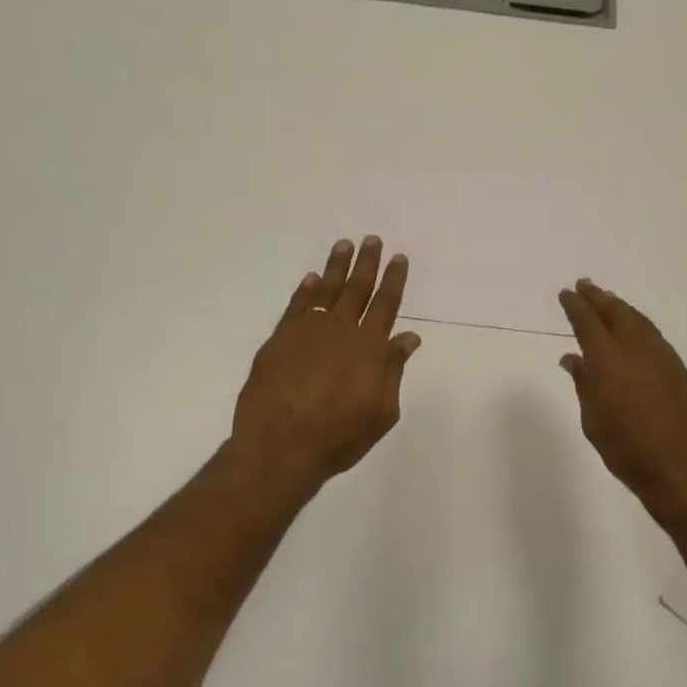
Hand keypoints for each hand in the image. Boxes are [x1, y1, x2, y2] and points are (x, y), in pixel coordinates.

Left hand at [231, 237, 420, 496]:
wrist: (281, 446)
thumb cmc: (339, 437)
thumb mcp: (381, 411)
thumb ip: (393, 370)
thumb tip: (408, 337)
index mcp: (369, 348)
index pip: (386, 305)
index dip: (393, 280)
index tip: (398, 258)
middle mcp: (340, 331)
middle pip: (357, 289)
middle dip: (367, 263)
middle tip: (372, 240)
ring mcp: (306, 332)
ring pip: (326, 291)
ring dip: (336, 267)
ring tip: (344, 245)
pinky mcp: (279, 341)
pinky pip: (296, 307)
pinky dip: (305, 291)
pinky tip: (312, 278)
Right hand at [558, 280, 686, 524]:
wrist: (682, 470)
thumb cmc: (626, 451)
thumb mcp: (593, 421)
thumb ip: (583, 384)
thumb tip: (573, 358)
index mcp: (608, 361)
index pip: (588, 323)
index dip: (575, 306)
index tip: (567, 293)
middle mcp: (637, 350)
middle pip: (616, 313)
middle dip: (598, 298)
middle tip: (585, 286)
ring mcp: (663, 357)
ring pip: (639, 321)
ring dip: (621, 308)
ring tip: (608, 301)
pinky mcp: (681, 370)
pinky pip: (655, 337)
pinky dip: (640, 326)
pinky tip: (635, 330)